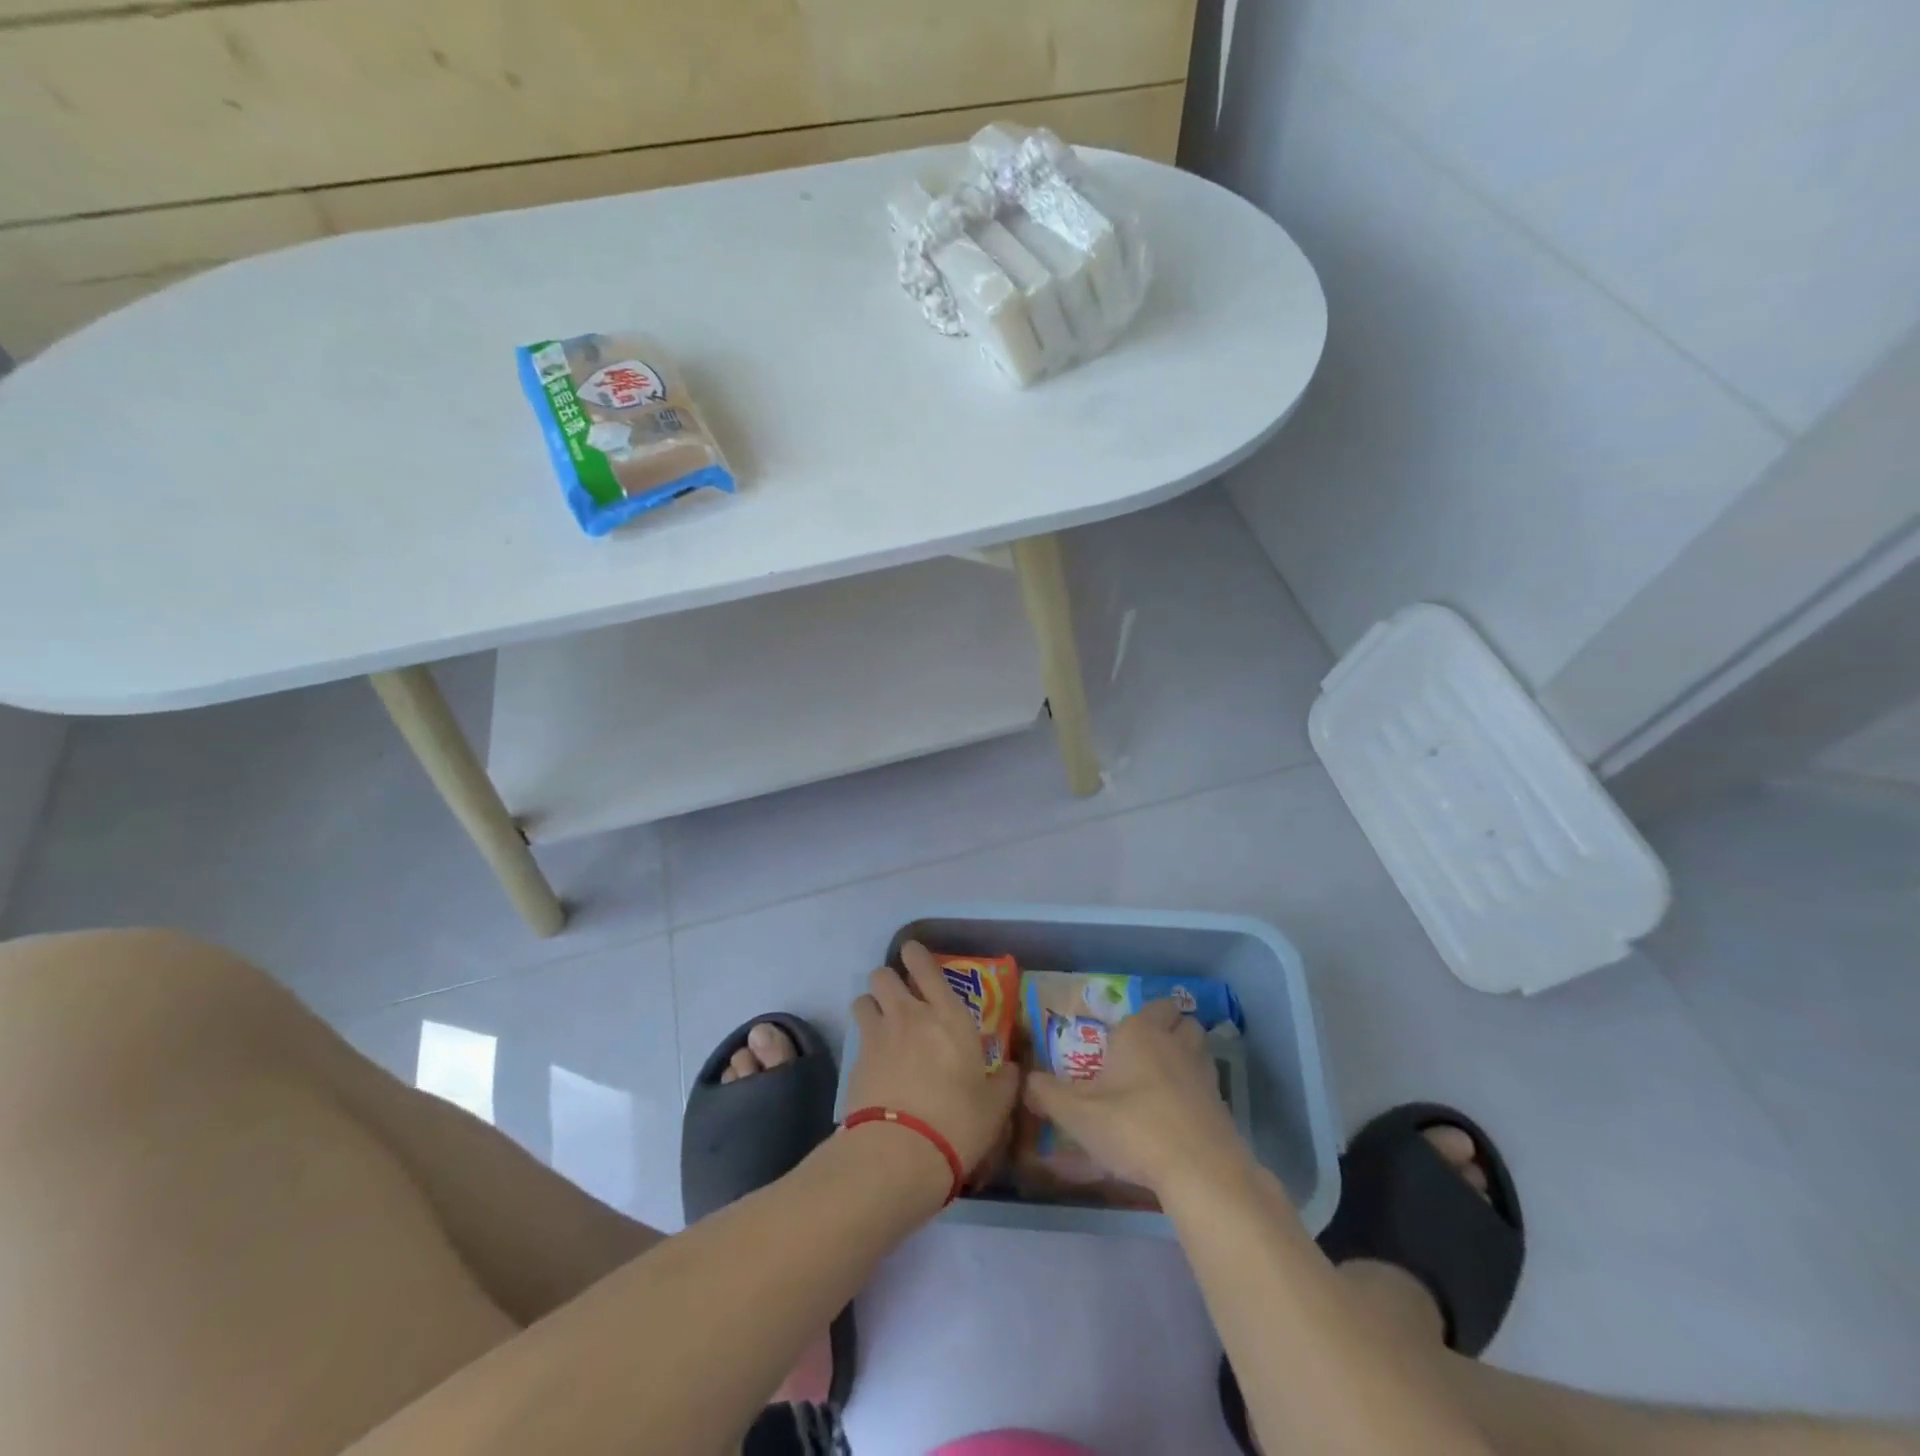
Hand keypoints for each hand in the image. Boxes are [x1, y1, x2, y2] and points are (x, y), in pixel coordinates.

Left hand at [845, 941, 1020, 1179]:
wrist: (900, 1153)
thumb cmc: (958, 1122)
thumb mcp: (995, 1106)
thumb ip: (1005, 1082)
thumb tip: (1013, 1070)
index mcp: (948, 1016)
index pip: (925, 966)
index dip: (915, 954)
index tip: (913, 953)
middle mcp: (910, 1015)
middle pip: (883, 975)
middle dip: (889, 980)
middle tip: (900, 999)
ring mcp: (878, 1036)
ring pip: (863, 999)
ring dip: (871, 1006)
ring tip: (881, 1025)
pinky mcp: (855, 1062)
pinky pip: (857, 1038)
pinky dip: (864, 1044)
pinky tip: (875, 1065)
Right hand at [1024, 999, 1248, 1194]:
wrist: (1199, 1169)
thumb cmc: (1132, 1127)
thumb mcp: (1077, 1114)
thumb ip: (1047, 1095)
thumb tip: (1025, 1081)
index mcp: (1140, 1033)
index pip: (1150, 1006)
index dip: (1138, 1018)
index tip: (1119, 1039)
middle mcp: (1174, 1043)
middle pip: (1181, 1020)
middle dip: (1168, 1028)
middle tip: (1144, 1053)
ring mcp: (1203, 1072)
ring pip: (1198, 1048)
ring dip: (1185, 1055)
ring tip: (1163, 1081)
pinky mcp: (1222, 1104)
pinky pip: (1208, 1084)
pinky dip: (1196, 1091)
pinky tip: (1178, 1115)